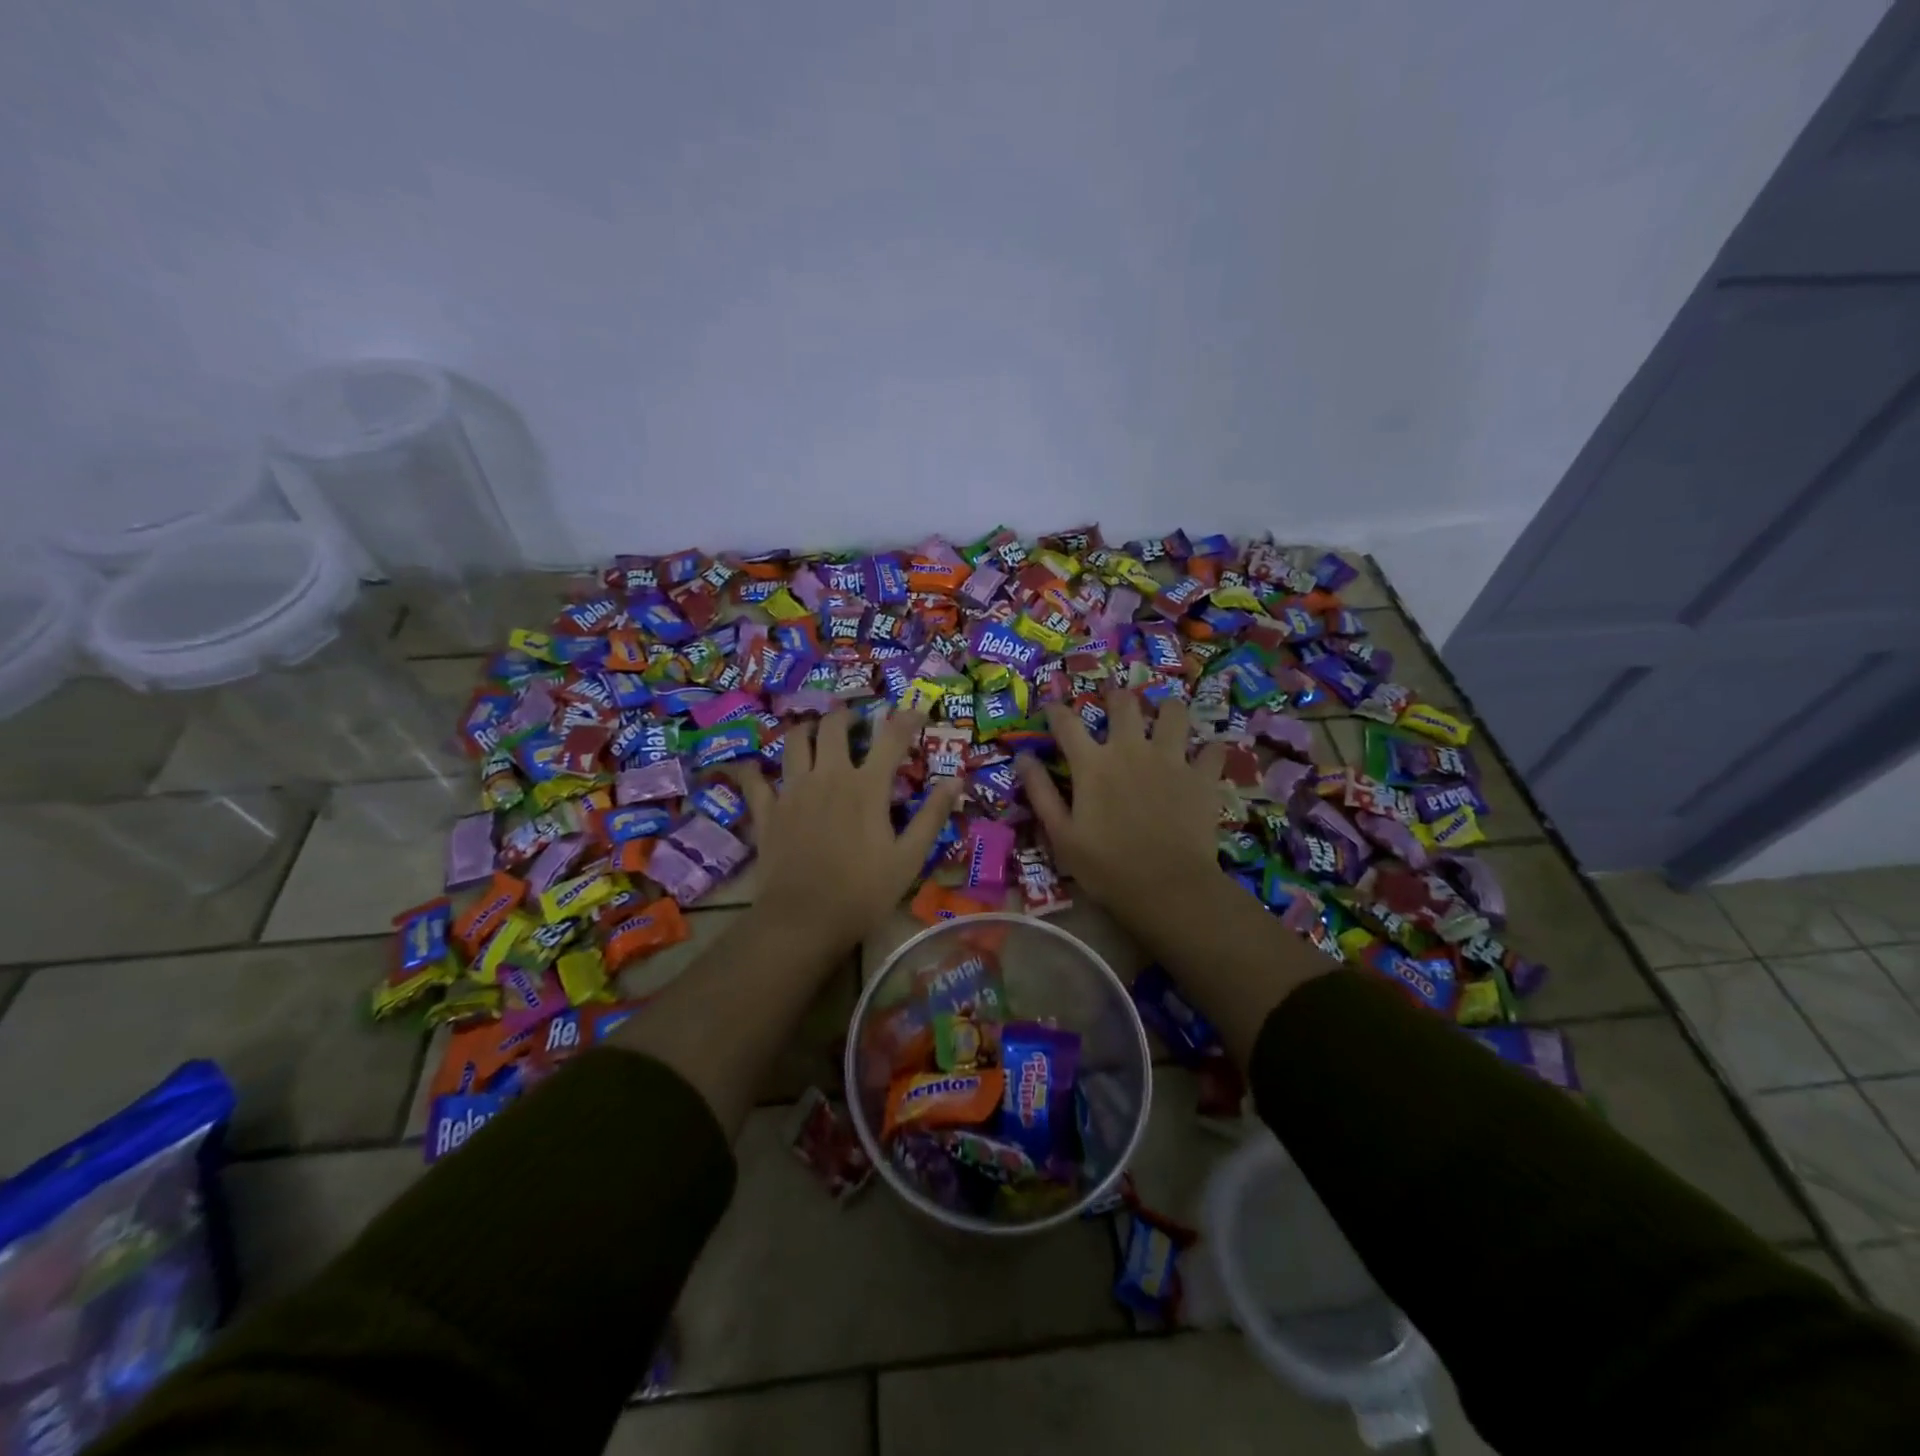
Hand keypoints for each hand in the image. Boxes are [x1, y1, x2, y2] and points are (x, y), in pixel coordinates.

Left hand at [734, 709, 963, 958]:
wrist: (803, 920)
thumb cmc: (863, 892)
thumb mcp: (909, 858)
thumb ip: (932, 816)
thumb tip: (957, 781)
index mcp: (867, 787)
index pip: (891, 737)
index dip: (906, 718)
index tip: (917, 713)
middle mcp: (828, 776)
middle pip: (833, 727)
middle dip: (846, 717)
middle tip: (856, 724)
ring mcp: (792, 790)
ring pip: (794, 741)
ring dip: (806, 730)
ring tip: (814, 735)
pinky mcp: (767, 811)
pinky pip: (754, 779)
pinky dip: (755, 769)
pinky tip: (756, 767)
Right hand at [1017, 691, 1225, 933]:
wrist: (1167, 888)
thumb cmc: (1106, 867)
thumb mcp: (1061, 834)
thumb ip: (1040, 792)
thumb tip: (1022, 757)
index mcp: (1093, 764)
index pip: (1067, 723)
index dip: (1057, 710)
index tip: (1052, 706)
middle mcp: (1131, 749)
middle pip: (1124, 703)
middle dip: (1116, 696)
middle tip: (1115, 702)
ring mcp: (1171, 759)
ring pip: (1174, 713)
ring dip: (1167, 711)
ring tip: (1164, 718)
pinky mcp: (1203, 776)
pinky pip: (1212, 749)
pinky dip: (1208, 750)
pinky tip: (1204, 756)